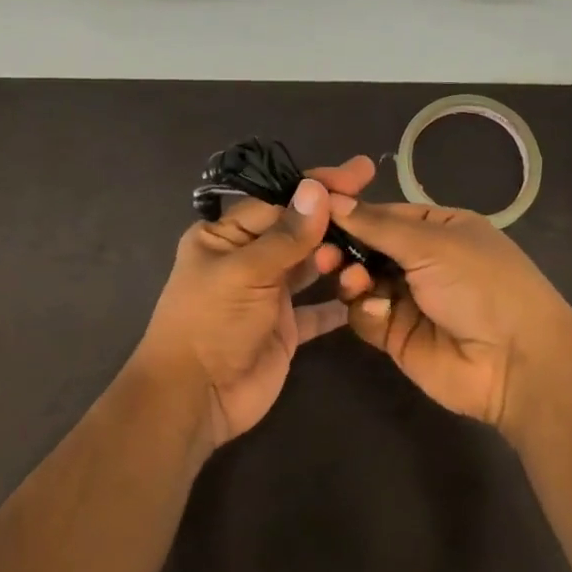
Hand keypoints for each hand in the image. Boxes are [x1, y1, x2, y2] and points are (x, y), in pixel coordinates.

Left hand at [137, 155, 377, 448]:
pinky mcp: (285, 328)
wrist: (195, 399)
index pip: (277, 200)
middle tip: (376, 206)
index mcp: (225, 236)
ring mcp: (268, 294)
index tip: (359, 172)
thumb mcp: (245, 272)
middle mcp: (247, 259)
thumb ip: (286, 235)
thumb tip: (317, 189)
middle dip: (333, 218)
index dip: (317, 186)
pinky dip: (338, 302)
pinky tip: (366, 289)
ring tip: (369, 250)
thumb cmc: (210, 323)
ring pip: (310, 266)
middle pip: (297, 230)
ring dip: (338, 257)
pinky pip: (318, 309)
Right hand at [331, 198, 571, 433]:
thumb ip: (377, 225)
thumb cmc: (481, 285)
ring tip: (355, 281)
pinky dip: (365, 310)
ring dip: (351, 277)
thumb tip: (330, 197)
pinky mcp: (395, 335)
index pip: (382, 213)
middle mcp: (421, 260)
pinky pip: (364, 315)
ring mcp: (407, 298)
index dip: (349, 212)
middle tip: (324, 254)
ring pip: (359, 281)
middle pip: (365, 247)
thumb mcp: (432, 243)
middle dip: (343, 247)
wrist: (515, 362)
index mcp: (438, 228)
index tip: (314, 210)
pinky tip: (379, 311)